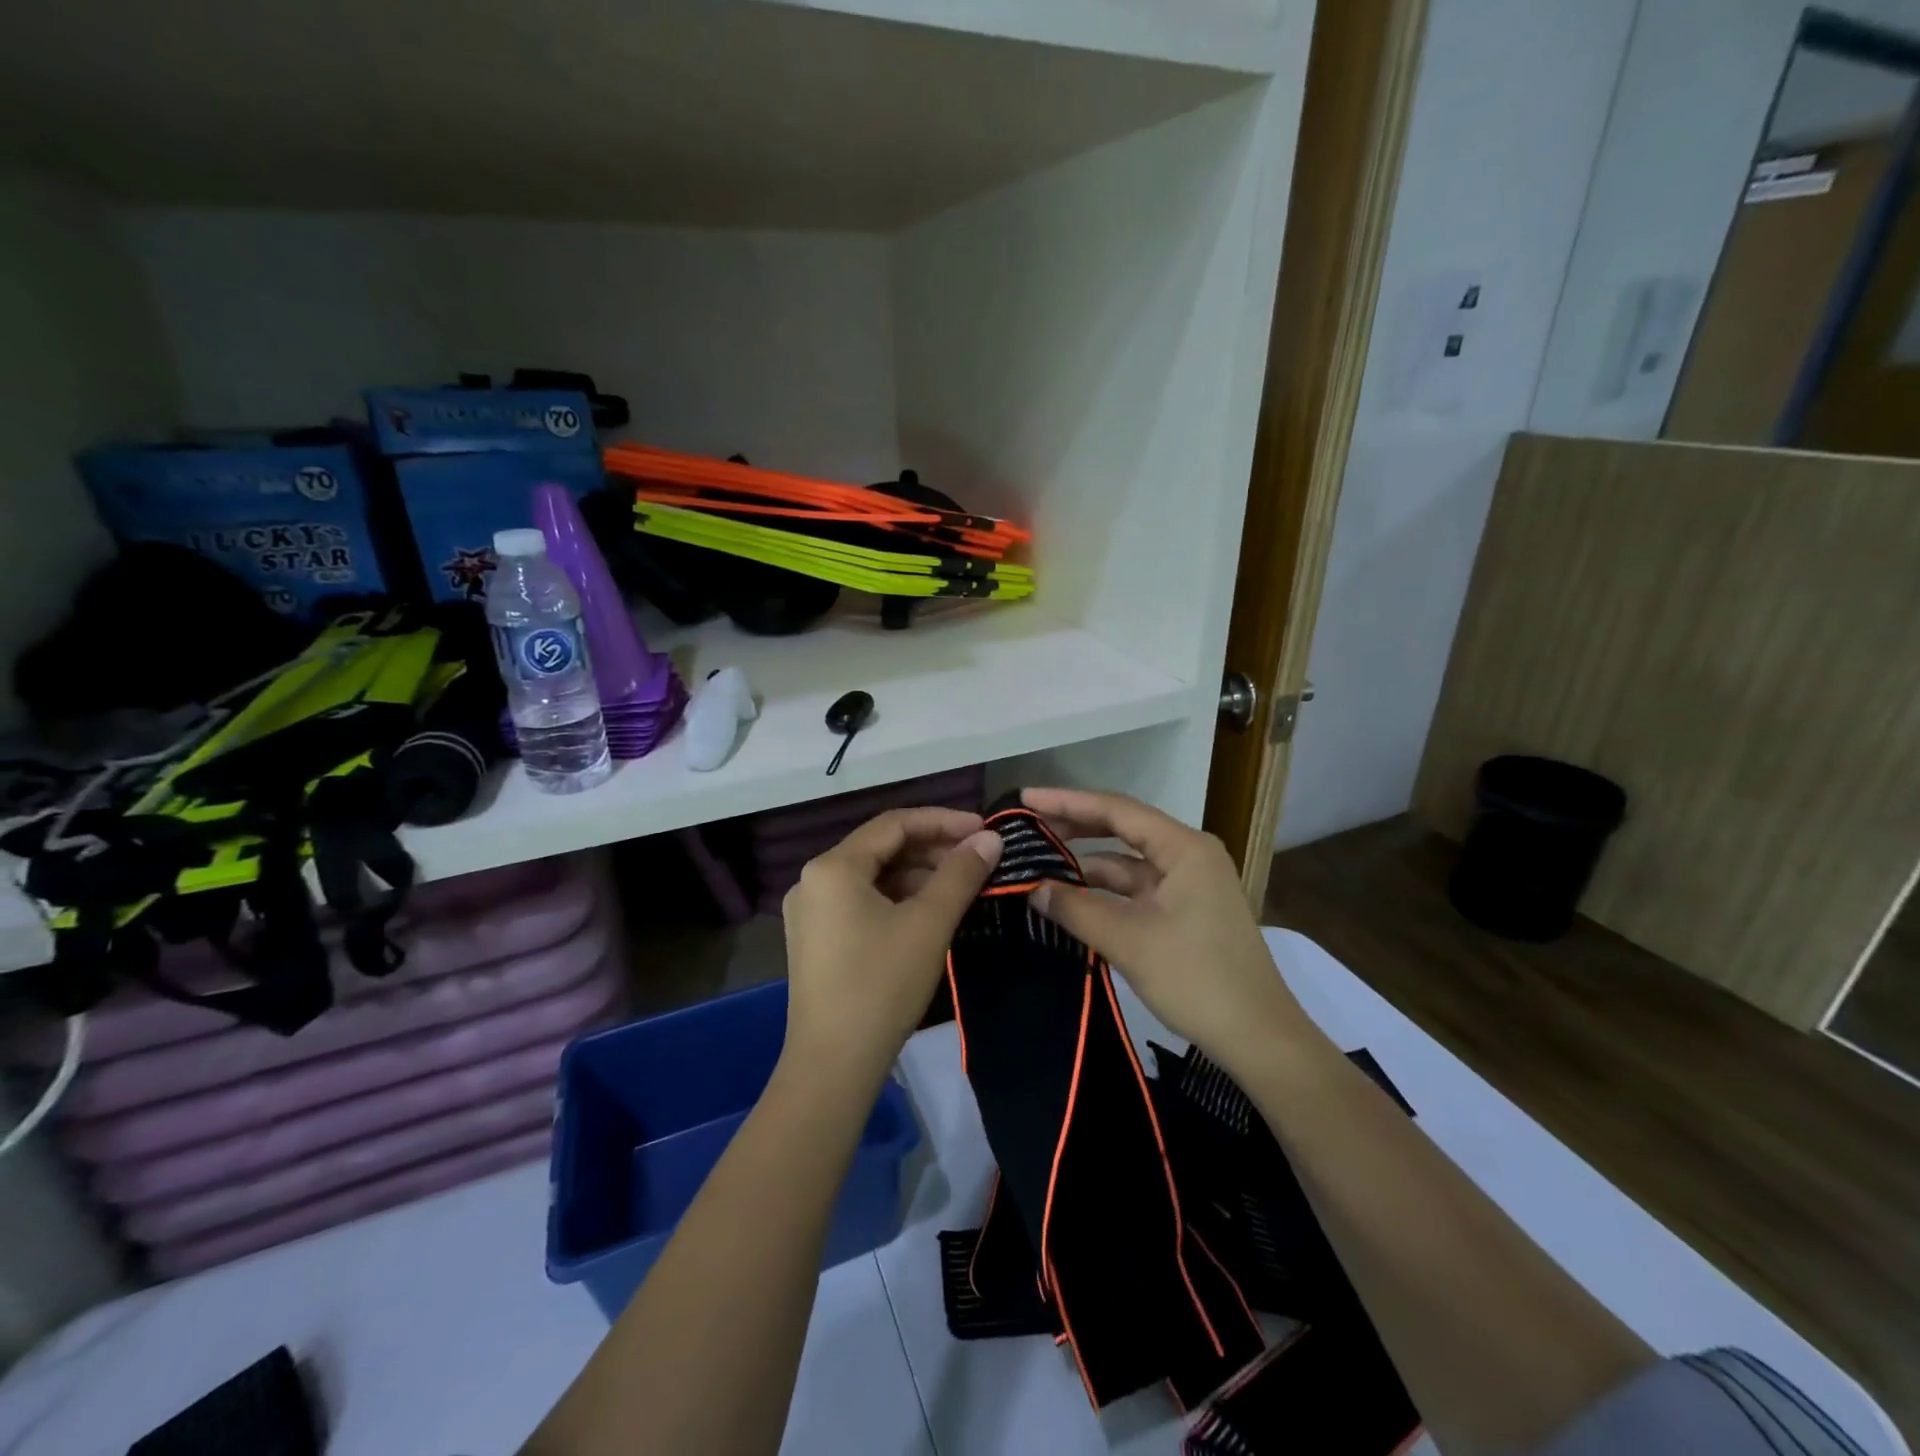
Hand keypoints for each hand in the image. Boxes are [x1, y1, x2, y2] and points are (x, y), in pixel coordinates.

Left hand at [780, 807, 1001, 1086]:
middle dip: (932, 849)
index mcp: (833, 866)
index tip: (984, 829)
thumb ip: (961, 873)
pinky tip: (930, 912)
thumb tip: (991, 838)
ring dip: (917, 875)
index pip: (895, 824)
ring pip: (873, 877)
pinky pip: (862, 902)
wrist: (834, 1065)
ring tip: (962, 884)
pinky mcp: (816, 939)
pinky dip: (898, 899)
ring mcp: (811, 912)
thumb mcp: (929, 923)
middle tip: (978, 858)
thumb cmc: (882, 985)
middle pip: (881, 848)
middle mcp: (813, 880)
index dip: (943, 821)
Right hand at [1022, 788, 1313, 1077]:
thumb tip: (1032, 888)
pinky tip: (1071, 899)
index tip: (1026, 797)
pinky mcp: (1185, 912)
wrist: (1258, 1038)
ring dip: (1087, 865)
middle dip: (1075, 826)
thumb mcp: (1129, 941)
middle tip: (1027, 825)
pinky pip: (1136, 890)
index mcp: (1184, 848)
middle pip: (1123, 829)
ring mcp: (1189, 884)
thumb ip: (1076, 909)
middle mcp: (1188, 855)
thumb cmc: (1197, 979)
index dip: (1068, 801)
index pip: (1117, 810)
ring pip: (1127, 863)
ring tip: (1039, 865)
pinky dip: (1104, 893)